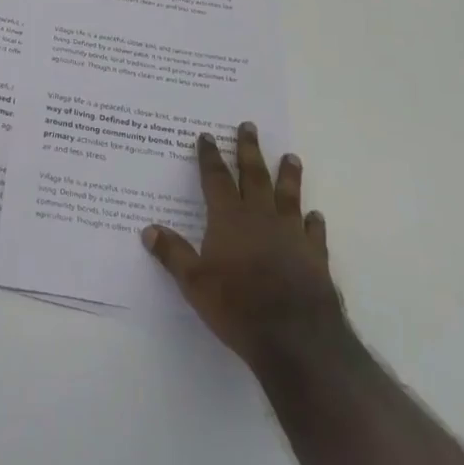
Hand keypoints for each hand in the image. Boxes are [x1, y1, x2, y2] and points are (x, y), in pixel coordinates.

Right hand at [142, 122, 346, 369]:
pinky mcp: (315, 256)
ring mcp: (291, 234)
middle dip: (249, 150)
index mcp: (229, 218)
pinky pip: (313, 232)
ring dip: (288, 175)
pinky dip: (313, 222)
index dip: (210, 157)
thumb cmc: (238, 306)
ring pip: (288, 195)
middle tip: (250, 126)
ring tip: (291, 156)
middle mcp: (261, 217)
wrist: (297, 338)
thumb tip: (148, 230)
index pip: (216, 178)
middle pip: (254, 175)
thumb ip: (173, 254)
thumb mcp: (194, 283)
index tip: (207, 135)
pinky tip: (315, 216)